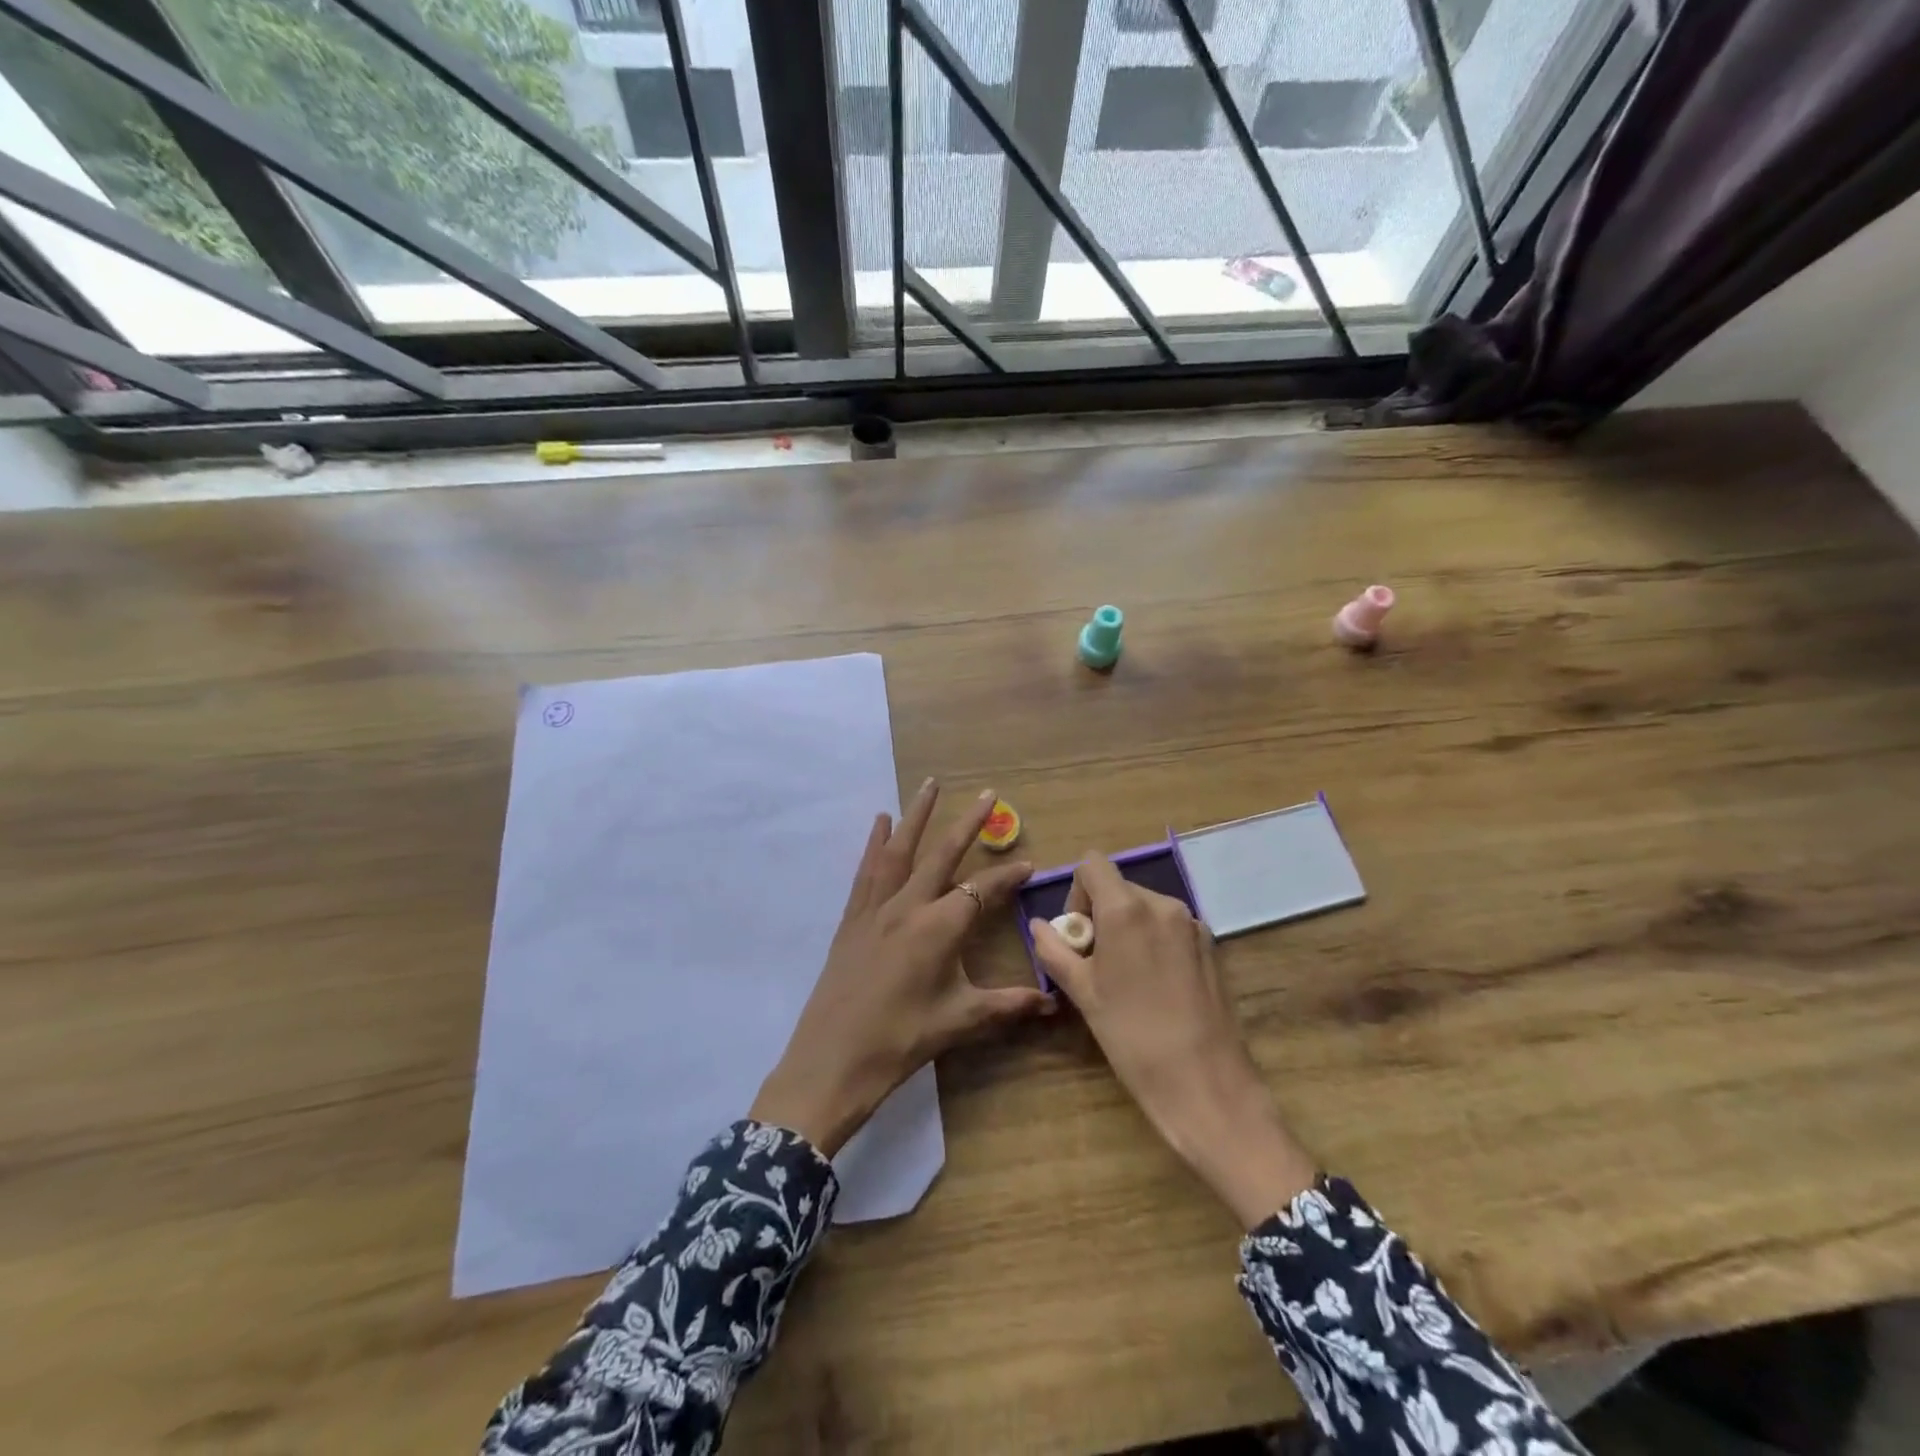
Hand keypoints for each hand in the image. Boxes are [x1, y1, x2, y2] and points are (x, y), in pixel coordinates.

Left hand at [751, 781, 1057, 1155]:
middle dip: (968, 823)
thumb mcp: (961, 1021)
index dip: (1008, 876)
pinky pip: (867, 870)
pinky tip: (880, 822)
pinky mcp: (853, 917)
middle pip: (942, 853)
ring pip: (900, 850)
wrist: (833, 1060)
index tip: (1029, 863)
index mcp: (939, 927)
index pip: (983, 890)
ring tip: (930, 785)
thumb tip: (1053, 1002)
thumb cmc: (902, 1040)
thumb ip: (1009, 1005)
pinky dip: (876, 842)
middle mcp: (908, 906)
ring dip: (917, 815)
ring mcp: (876, 908)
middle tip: (988, 793)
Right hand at [1030, 854, 1317, 1228]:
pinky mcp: (1212, 946)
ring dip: (1127, 929)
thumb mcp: (1082, 993)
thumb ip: (1054, 951)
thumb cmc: (1132, 1036)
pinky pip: (1170, 928)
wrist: (1206, 1084)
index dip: (1076, 892)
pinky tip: (1155, 987)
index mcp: (1126, 908)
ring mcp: (1192, 924)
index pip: (1092, 864)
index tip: (1078, 935)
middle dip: (1101, 915)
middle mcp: (1162, 904)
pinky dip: (1154, 942)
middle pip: (1119, 887)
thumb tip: (1039, 926)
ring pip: (1146, 908)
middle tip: (1095, 964)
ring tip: (1125, 980)